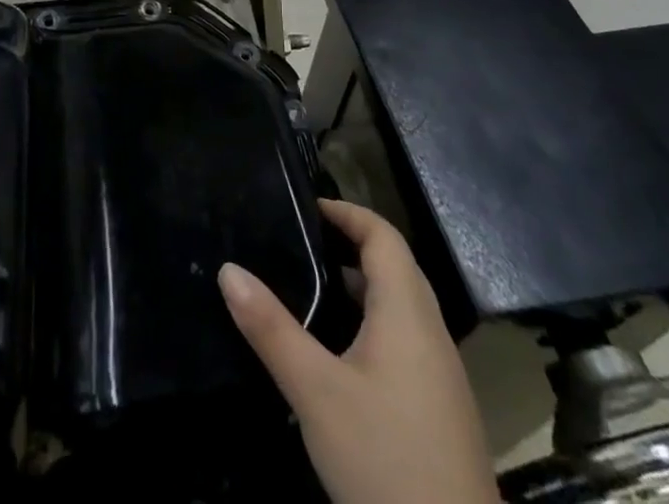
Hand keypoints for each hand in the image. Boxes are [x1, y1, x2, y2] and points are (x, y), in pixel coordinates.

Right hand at [220, 198, 498, 503]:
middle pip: (394, 265)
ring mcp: (441, 374)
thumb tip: (228, 269)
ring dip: (361, 284)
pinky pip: (405, 338)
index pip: (383, 235)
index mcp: (407, 313)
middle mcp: (431, 332)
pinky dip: (371, 321)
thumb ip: (271, 328)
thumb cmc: (385, 461)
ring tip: (310, 286)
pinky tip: (338, 350)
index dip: (347, 212)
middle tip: (300, 241)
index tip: (306, 207)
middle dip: (350, 244)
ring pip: (401, 305)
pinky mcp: (439, 408)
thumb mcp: (316, 392)